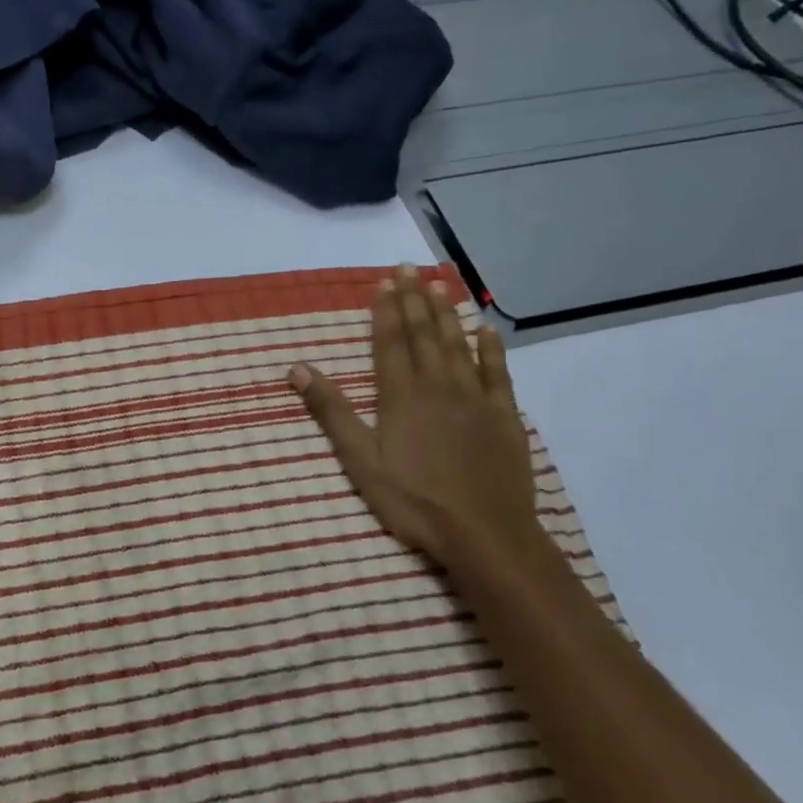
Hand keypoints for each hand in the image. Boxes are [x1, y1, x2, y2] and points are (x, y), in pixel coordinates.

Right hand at [290, 268, 543, 576]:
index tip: (384, 282)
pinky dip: (491, 348)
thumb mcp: (360, 461)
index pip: (390, 343)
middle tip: (409, 268)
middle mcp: (438, 386)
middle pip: (424, 335)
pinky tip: (486, 328)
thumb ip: (332, 412)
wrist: (485, 533)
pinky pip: (498, 372)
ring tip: (439, 284)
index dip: (385, 311)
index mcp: (400, 396)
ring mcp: (475, 399)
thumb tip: (298, 368)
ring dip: (447, 313)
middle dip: (414, 299)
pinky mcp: (504, 416)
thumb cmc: (414, 500)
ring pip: (458, 345)